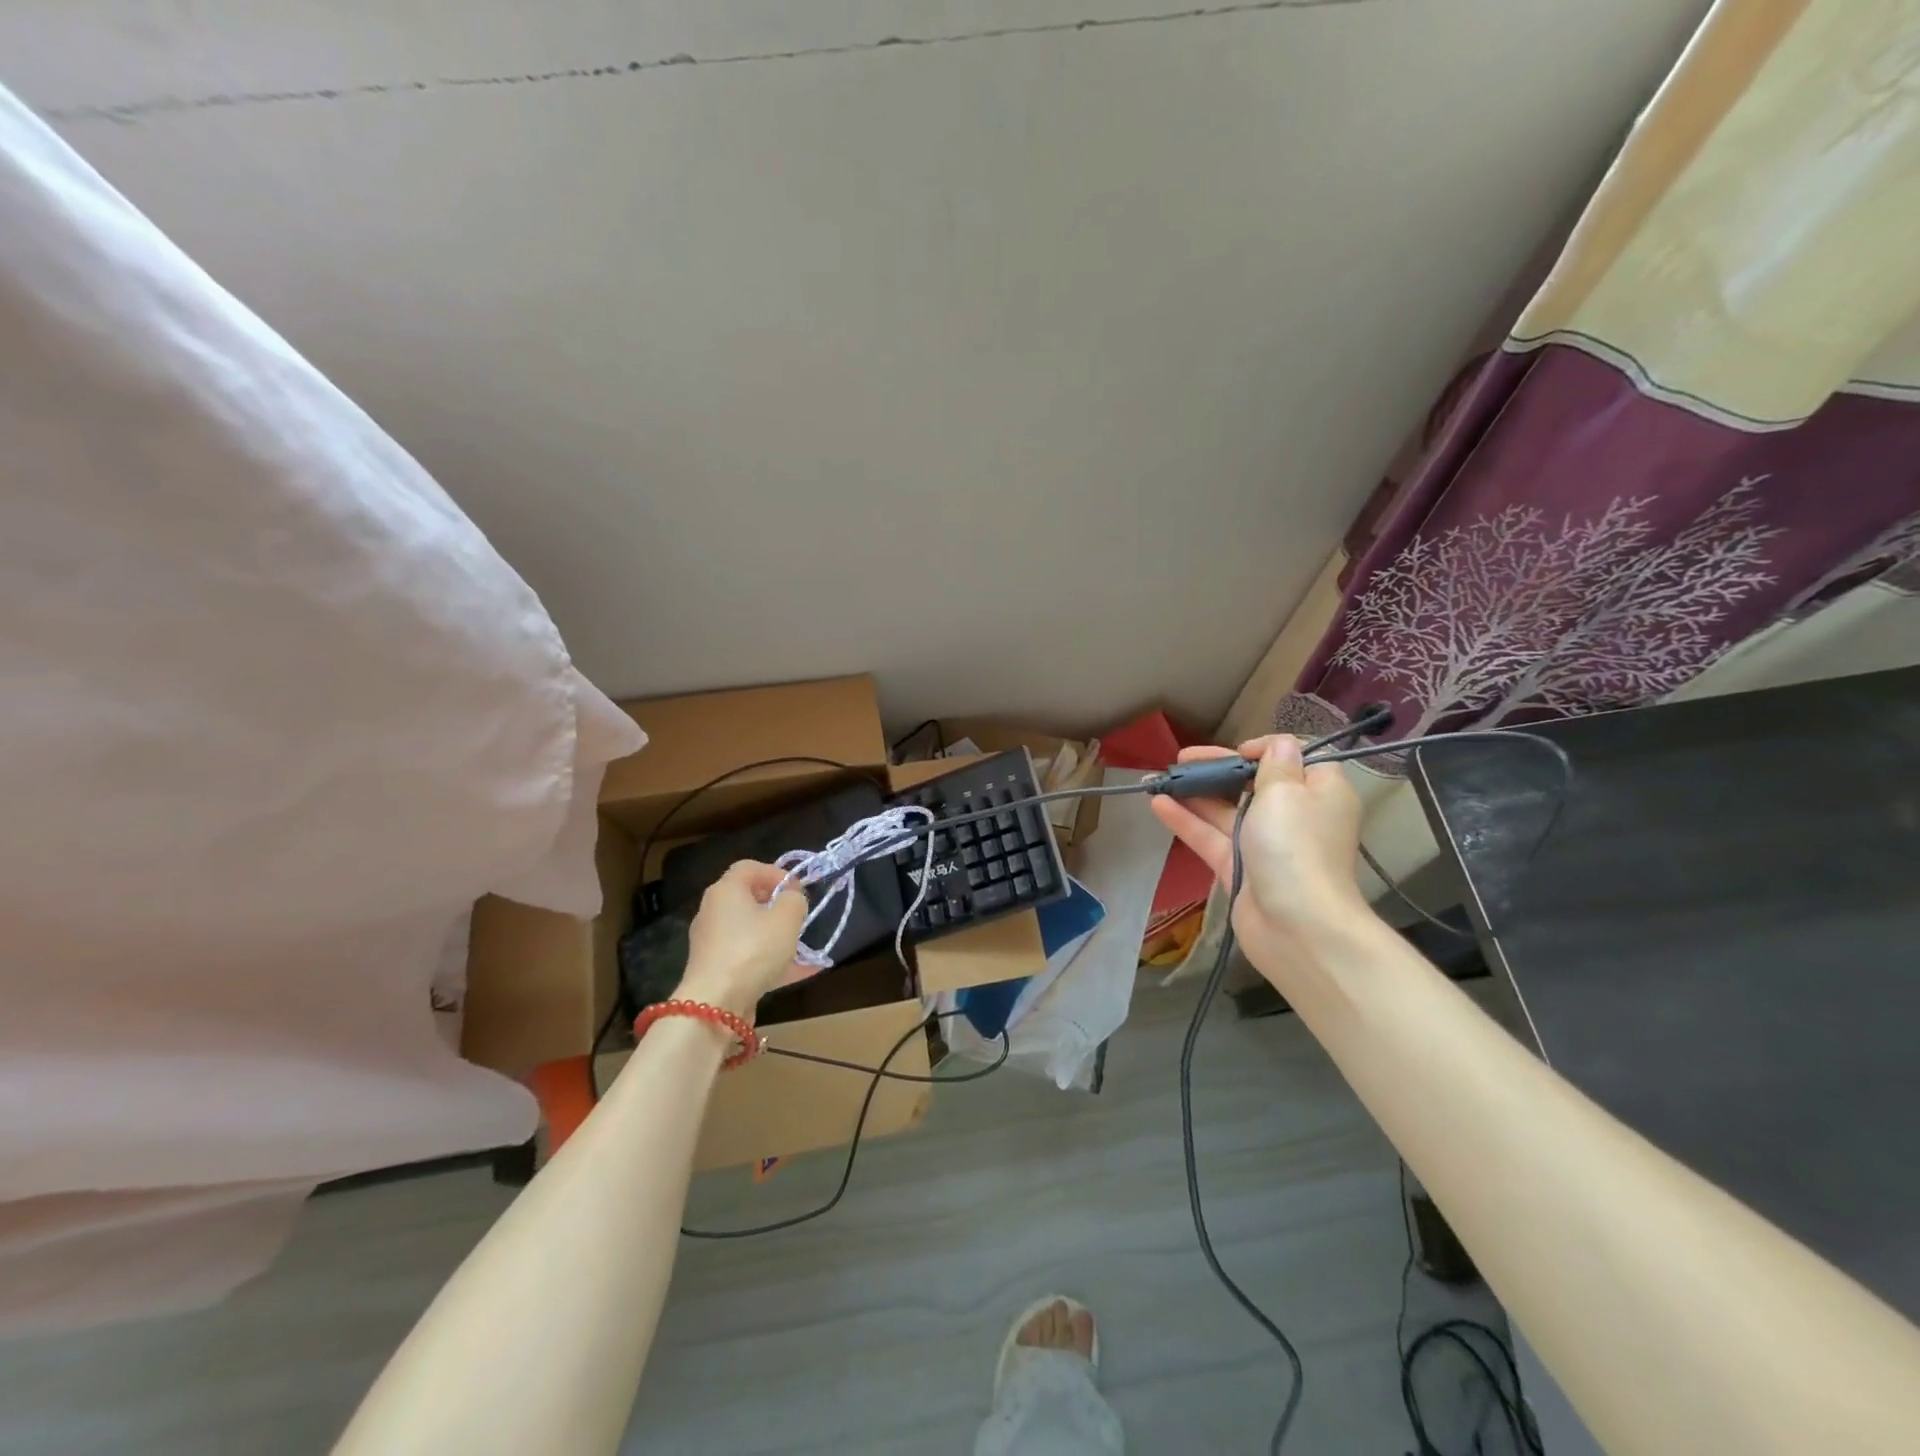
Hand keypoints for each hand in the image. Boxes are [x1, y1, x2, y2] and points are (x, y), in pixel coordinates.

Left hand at [676, 861, 811, 1019]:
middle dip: (778, 906)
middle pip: (748, 899)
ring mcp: (713, 943)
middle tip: (799, 917)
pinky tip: (802, 973)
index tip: (797, 890)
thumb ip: (795, 899)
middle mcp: (714, 912)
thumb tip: (791, 897)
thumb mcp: (787, 917)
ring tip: (806, 947)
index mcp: (726, 890)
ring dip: (778, 937)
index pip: (749, 867)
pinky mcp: (716, 970)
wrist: (715, 1004)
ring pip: (751, 931)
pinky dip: (772, 961)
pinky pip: (749, 957)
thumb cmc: (753, 949)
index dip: (776, 873)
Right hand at [1150, 736, 1370, 989]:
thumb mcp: (1286, 790)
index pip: (1296, 759)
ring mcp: (1266, 845)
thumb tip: (1279, 745)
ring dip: (1195, 793)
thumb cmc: (1295, 846)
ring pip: (1227, 811)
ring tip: (1158, 778)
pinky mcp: (1240, 869)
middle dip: (1218, 770)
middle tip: (1183, 758)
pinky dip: (1187, 820)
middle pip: (1253, 784)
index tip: (1239, 752)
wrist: (1298, 926)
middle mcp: (1296, 815)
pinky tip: (1158, 804)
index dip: (1265, 750)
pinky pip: (1211, 837)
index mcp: (1320, 792)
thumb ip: (1275, 762)